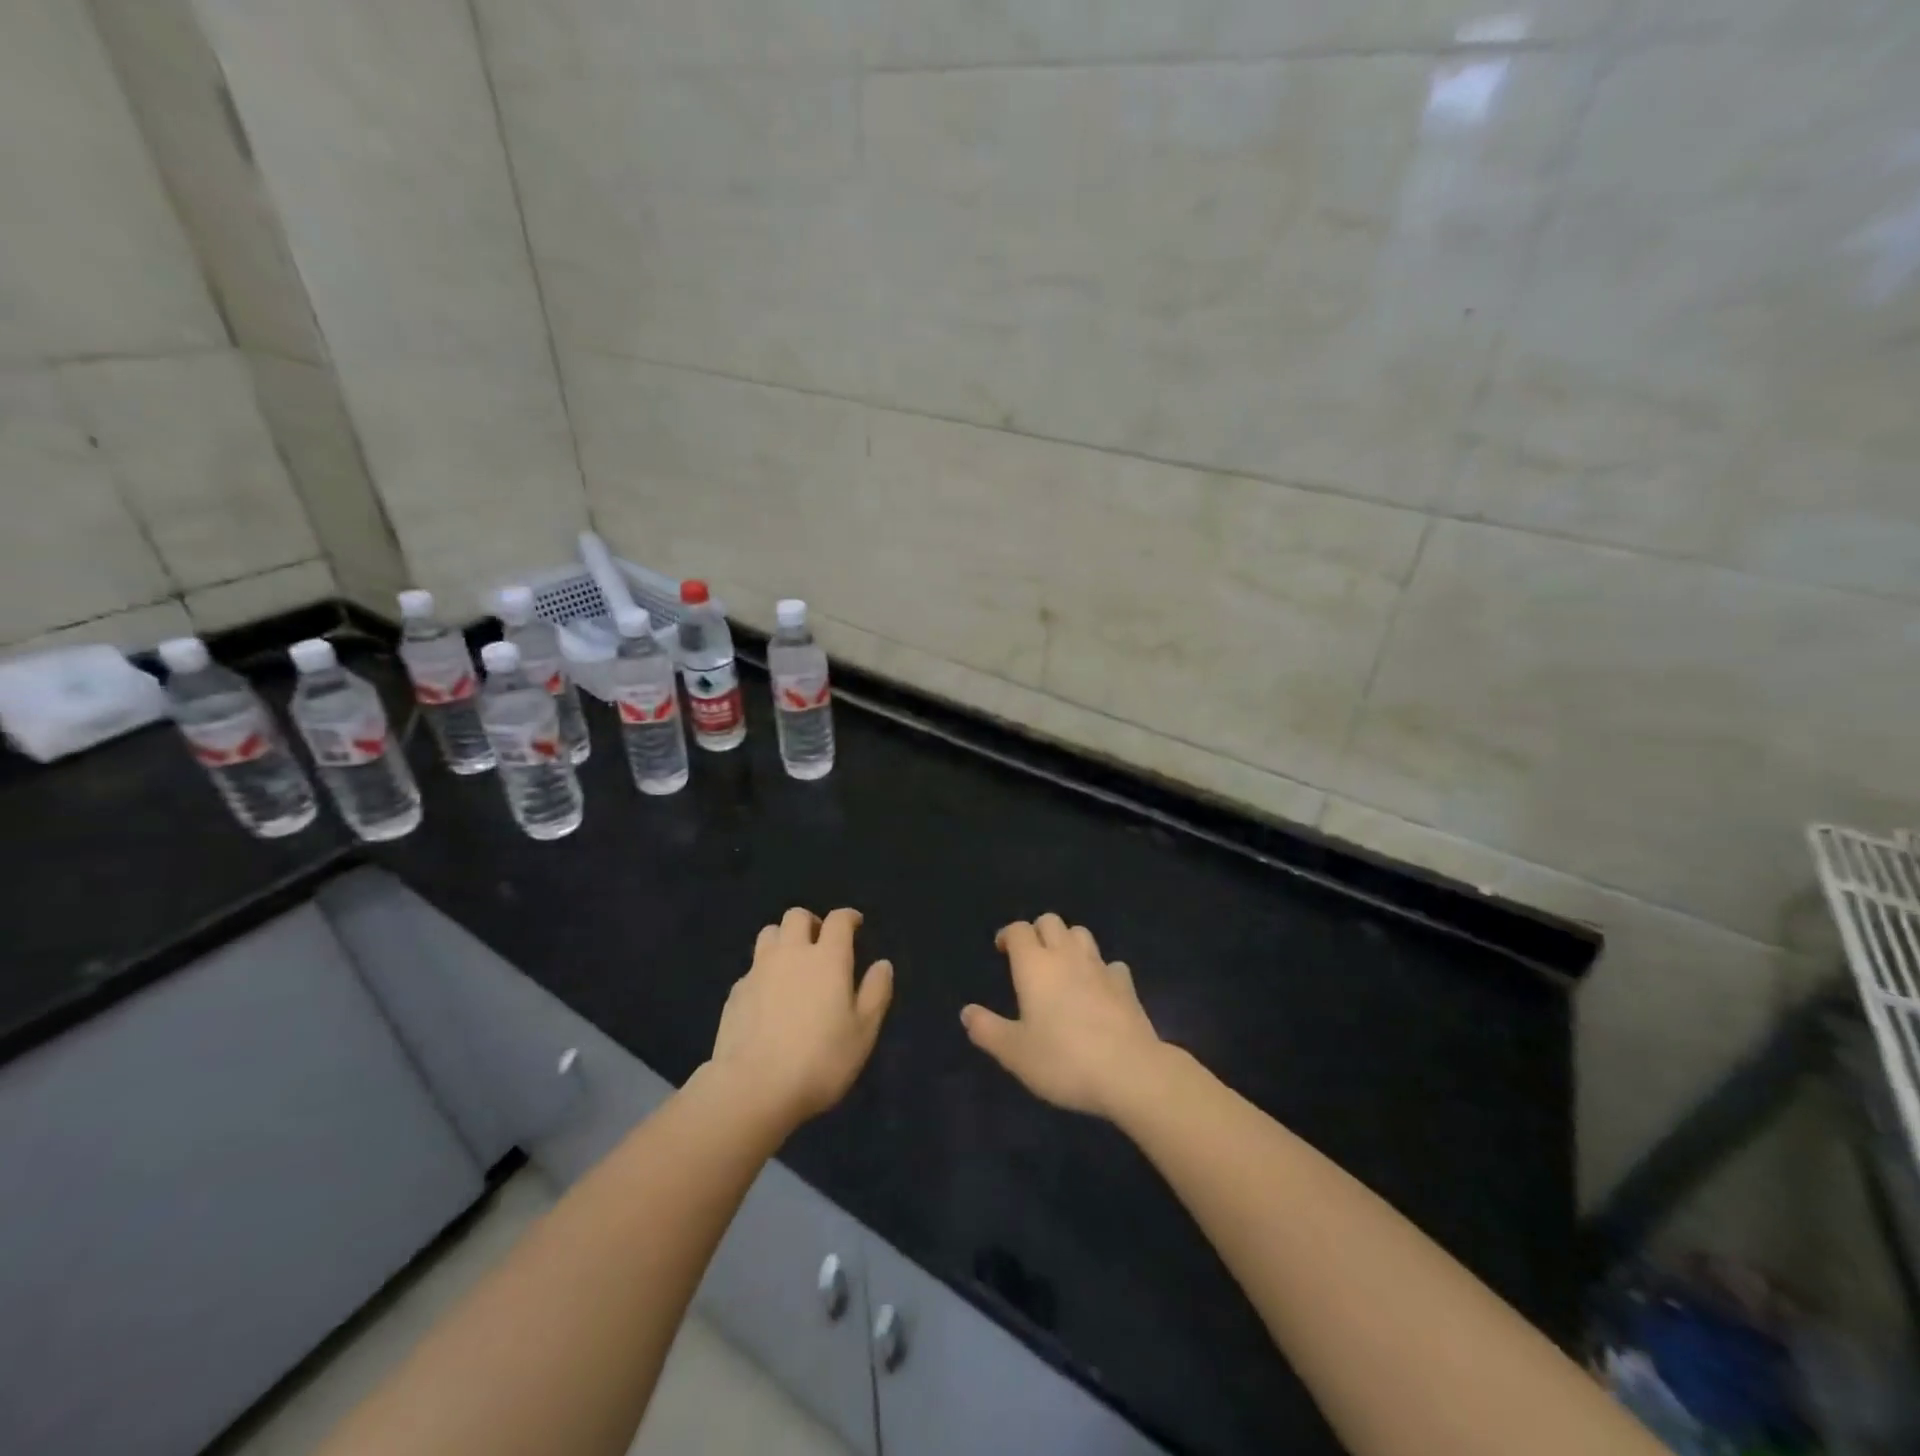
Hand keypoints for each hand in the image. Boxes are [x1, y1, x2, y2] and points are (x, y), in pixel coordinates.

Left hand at [707, 907, 892, 1130]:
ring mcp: (758, 971)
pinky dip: (764, 971)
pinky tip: (769, 997)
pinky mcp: (736, 992)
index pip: (838, 920)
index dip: (848, 917)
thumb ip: (876, 992)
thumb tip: (882, 964)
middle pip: (797, 916)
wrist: (753, 1088)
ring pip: (769, 934)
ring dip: (783, 939)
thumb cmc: (820, 1060)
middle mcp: (791, 953)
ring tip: (792, 962)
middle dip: (811, 922)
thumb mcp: (863, 1031)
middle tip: (820, 942)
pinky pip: (752, 967)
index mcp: (827, 958)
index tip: (855, 924)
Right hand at [961, 914, 1163, 1118]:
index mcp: (1035, 966)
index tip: (1001, 951)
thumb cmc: (1063, 1060)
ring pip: (1081, 934)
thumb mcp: (1014, 1053)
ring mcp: (1100, 967)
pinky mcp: (1126, 985)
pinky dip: (1100, 969)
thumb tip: (966, 1012)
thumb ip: (987, 1030)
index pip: (1019, 930)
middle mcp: (1066, 956)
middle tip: (1030, 958)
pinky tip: (1097, 989)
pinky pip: (1110, 963)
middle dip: (1038, 931)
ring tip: (1062, 967)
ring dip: (1068, 941)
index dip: (1008, 935)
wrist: (1129, 1072)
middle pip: (1051, 921)